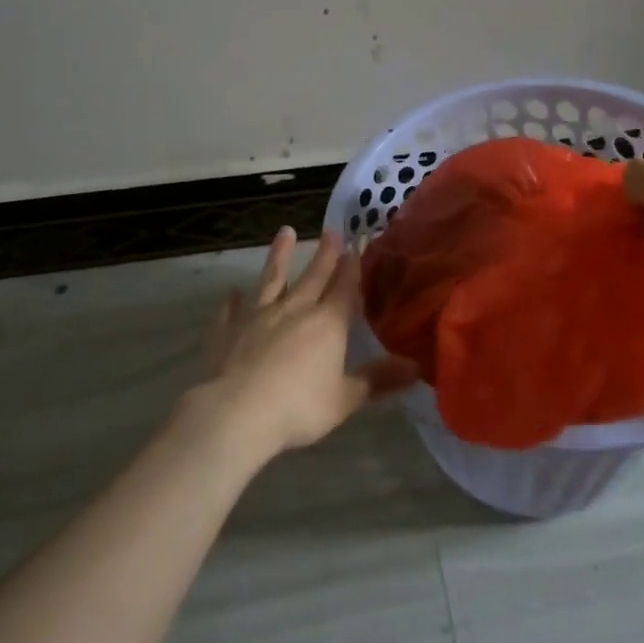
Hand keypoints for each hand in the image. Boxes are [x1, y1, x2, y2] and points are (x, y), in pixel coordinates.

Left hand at [196, 227, 418, 461]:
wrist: (238, 412)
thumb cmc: (299, 407)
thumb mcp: (346, 399)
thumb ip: (378, 380)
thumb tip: (415, 367)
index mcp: (327, 323)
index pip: (345, 288)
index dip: (352, 267)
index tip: (356, 244)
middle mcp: (295, 310)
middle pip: (313, 276)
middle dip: (325, 254)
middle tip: (331, 230)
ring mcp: (258, 316)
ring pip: (271, 280)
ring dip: (279, 256)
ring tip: (285, 232)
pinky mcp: (228, 331)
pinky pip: (231, 311)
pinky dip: (232, 301)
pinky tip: (232, 292)